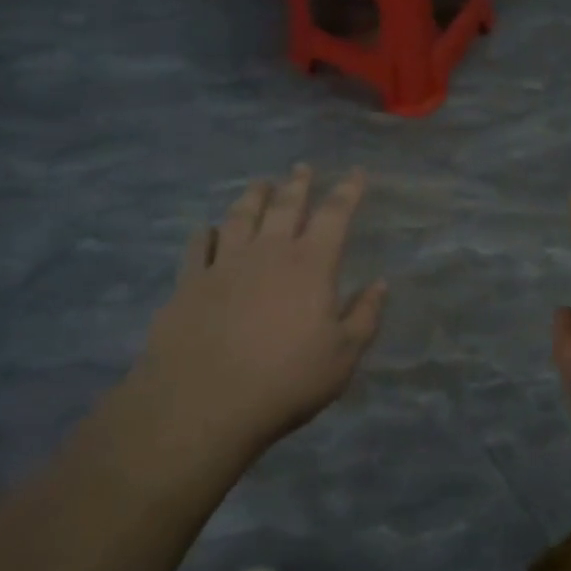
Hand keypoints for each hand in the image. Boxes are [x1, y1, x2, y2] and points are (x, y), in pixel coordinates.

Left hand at [132, 166, 385, 464]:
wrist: (202, 403)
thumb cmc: (285, 381)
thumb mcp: (342, 358)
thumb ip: (364, 317)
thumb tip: (380, 284)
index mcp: (310, 264)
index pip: (334, 215)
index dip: (347, 190)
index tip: (356, 173)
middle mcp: (268, 252)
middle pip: (285, 205)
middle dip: (297, 183)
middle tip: (302, 167)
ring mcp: (225, 264)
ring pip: (241, 216)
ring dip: (253, 196)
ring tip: (260, 184)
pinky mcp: (189, 283)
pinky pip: (199, 246)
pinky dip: (206, 233)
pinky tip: (208, 229)